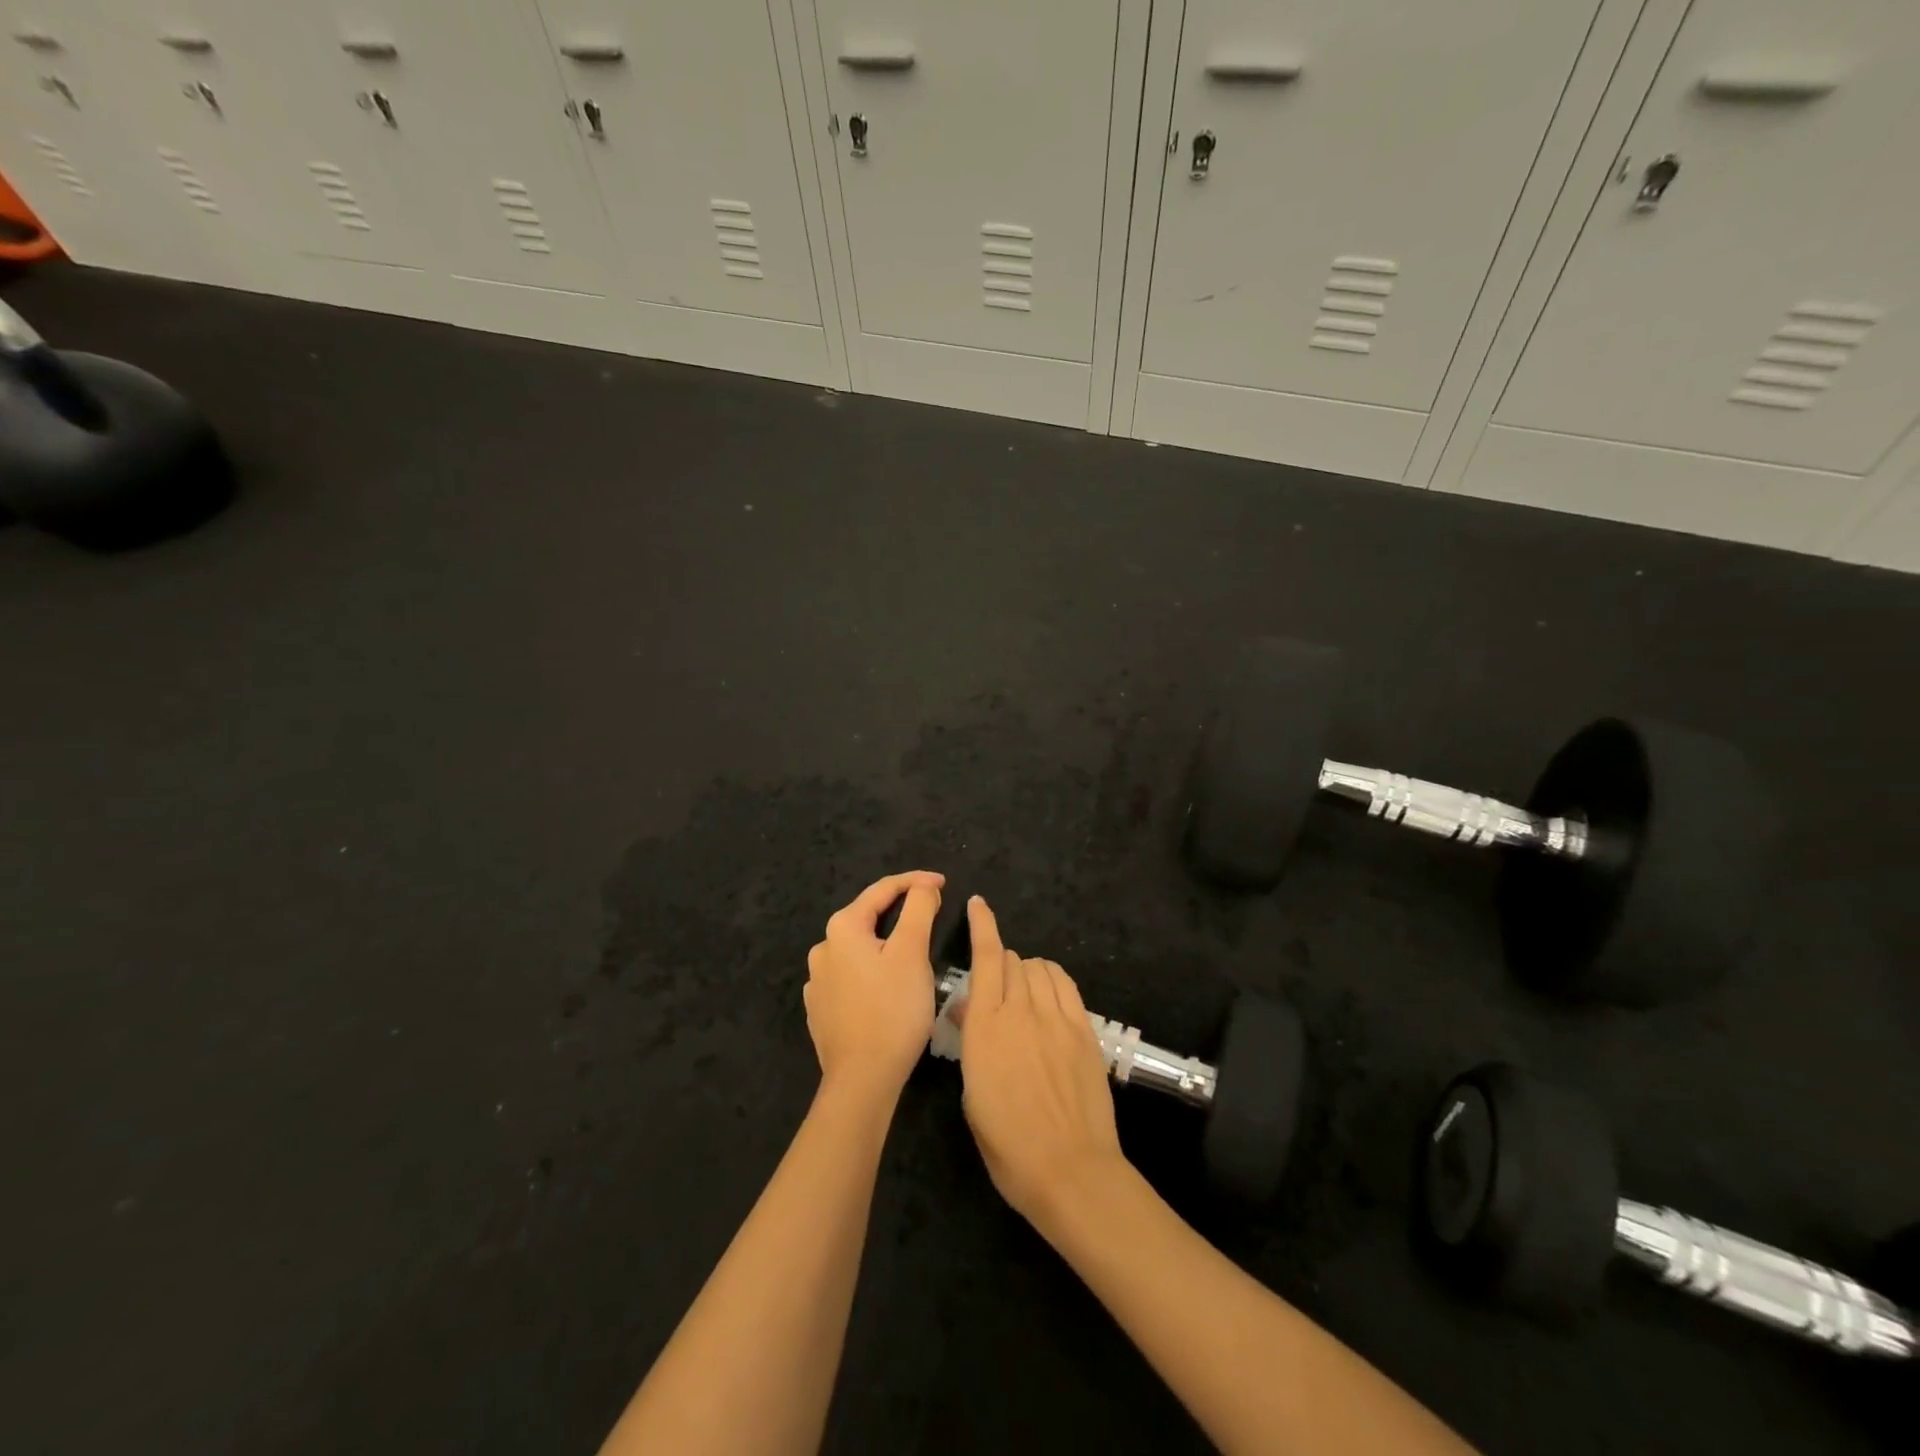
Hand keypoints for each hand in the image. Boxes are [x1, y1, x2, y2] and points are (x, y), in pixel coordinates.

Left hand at [804, 871, 944, 1100]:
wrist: (862, 1080)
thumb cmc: (892, 1010)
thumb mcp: (913, 952)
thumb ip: (919, 909)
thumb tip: (924, 886)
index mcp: (842, 928)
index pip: (882, 890)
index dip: (916, 882)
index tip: (944, 884)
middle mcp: (823, 948)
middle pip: (868, 917)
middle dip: (901, 912)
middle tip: (934, 915)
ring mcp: (817, 981)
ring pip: (860, 949)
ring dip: (886, 943)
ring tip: (915, 953)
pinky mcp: (821, 1009)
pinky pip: (852, 976)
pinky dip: (873, 971)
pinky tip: (888, 985)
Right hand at [957, 896, 1124, 1224]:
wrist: (1070, 1171)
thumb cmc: (1008, 1145)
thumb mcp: (972, 1095)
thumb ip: (972, 1043)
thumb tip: (968, 1012)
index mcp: (986, 1028)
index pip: (987, 959)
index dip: (982, 926)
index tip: (978, 904)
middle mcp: (1021, 1011)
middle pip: (1013, 960)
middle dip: (1000, 963)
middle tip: (995, 989)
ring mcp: (1057, 1018)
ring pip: (1040, 967)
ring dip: (1027, 970)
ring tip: (1023, 993)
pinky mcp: (1084, 1030)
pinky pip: (1067, 985)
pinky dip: (1053, 979)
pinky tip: (1049, 995)